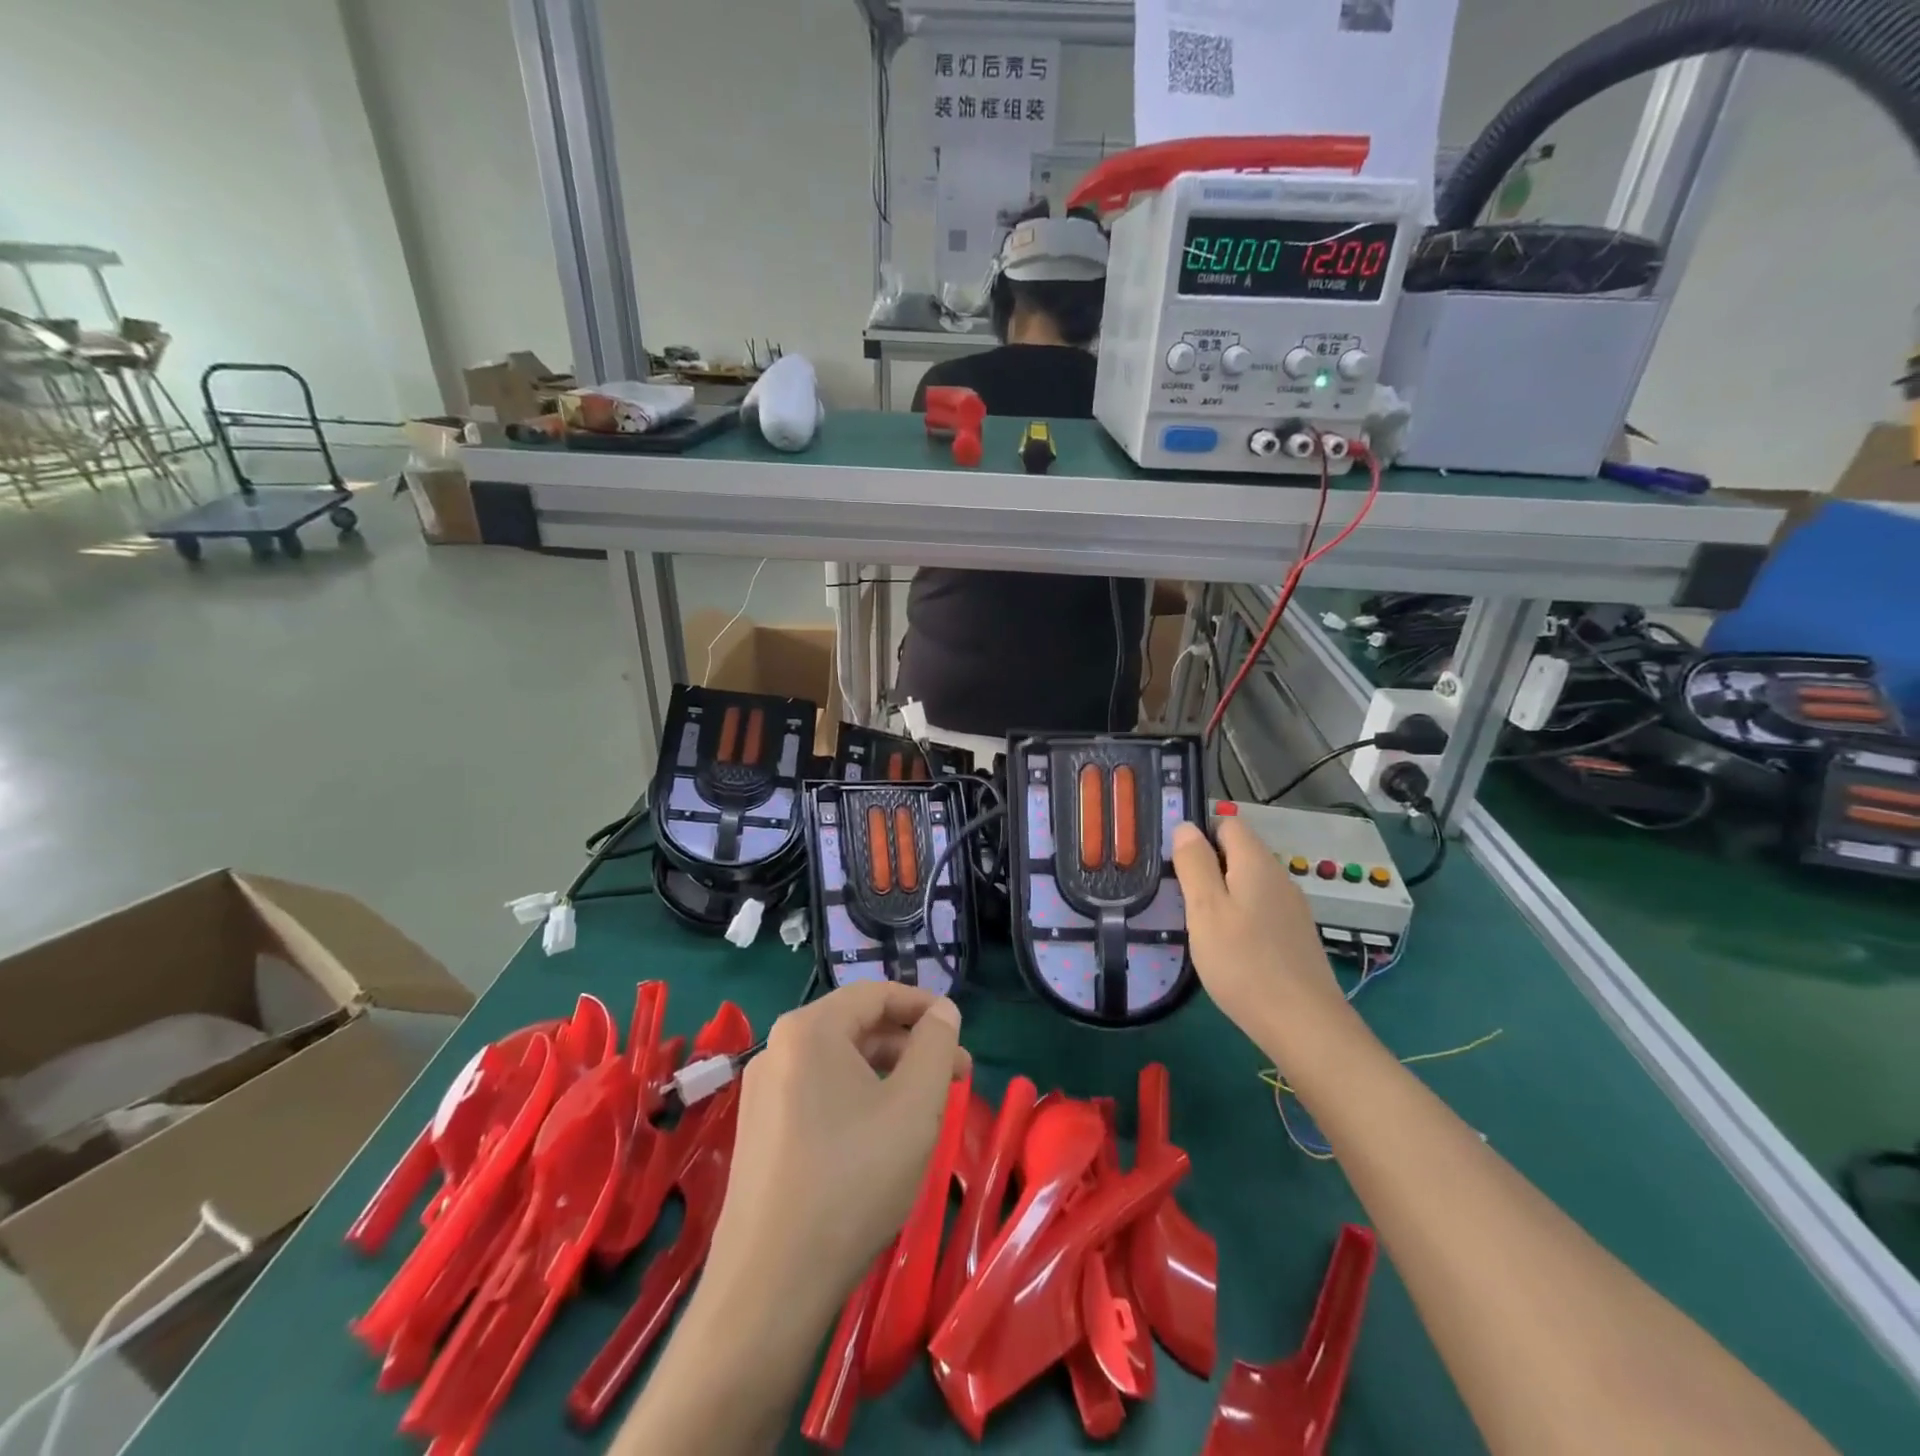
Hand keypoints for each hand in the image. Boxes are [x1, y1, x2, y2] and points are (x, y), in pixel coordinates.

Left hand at [705, 983, 970, 1321]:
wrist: (769, 1285)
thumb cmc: (853, 1180)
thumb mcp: (915, 1104)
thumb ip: (936, 1045)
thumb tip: (942, 1010)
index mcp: (809, 1029)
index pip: (875, 993)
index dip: (923, 1005)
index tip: (958, 1030)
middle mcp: (777, 1048)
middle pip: (857, 1027)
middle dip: (911, 1046)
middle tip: (956, 1078)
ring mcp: (762, 1092)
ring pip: (839, 1063)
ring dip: (888, 1074)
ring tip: (926, 1108)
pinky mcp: (758, 1132)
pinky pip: (818, 1093)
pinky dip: (858, 1098)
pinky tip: (882, 1135)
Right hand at [1172, 819, 1345, 1044]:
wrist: (1303, 1024)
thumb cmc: (1243, 962)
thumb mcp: (1205, 909)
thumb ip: (1194, 863)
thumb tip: (1186, 826)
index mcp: (1256, 863)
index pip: (1227, 823)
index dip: (1199, 834)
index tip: (1174, 862)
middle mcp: (1279, 877)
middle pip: (1239, 852)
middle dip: (1207, 865)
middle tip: (1180, 896)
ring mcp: (1292, 907)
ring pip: (1249, 882)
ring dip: (1222, 893)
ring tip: (1199, 923)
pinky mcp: (1296, 935)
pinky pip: (1261, 908)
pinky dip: (1240, 915)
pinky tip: (1228, 946)